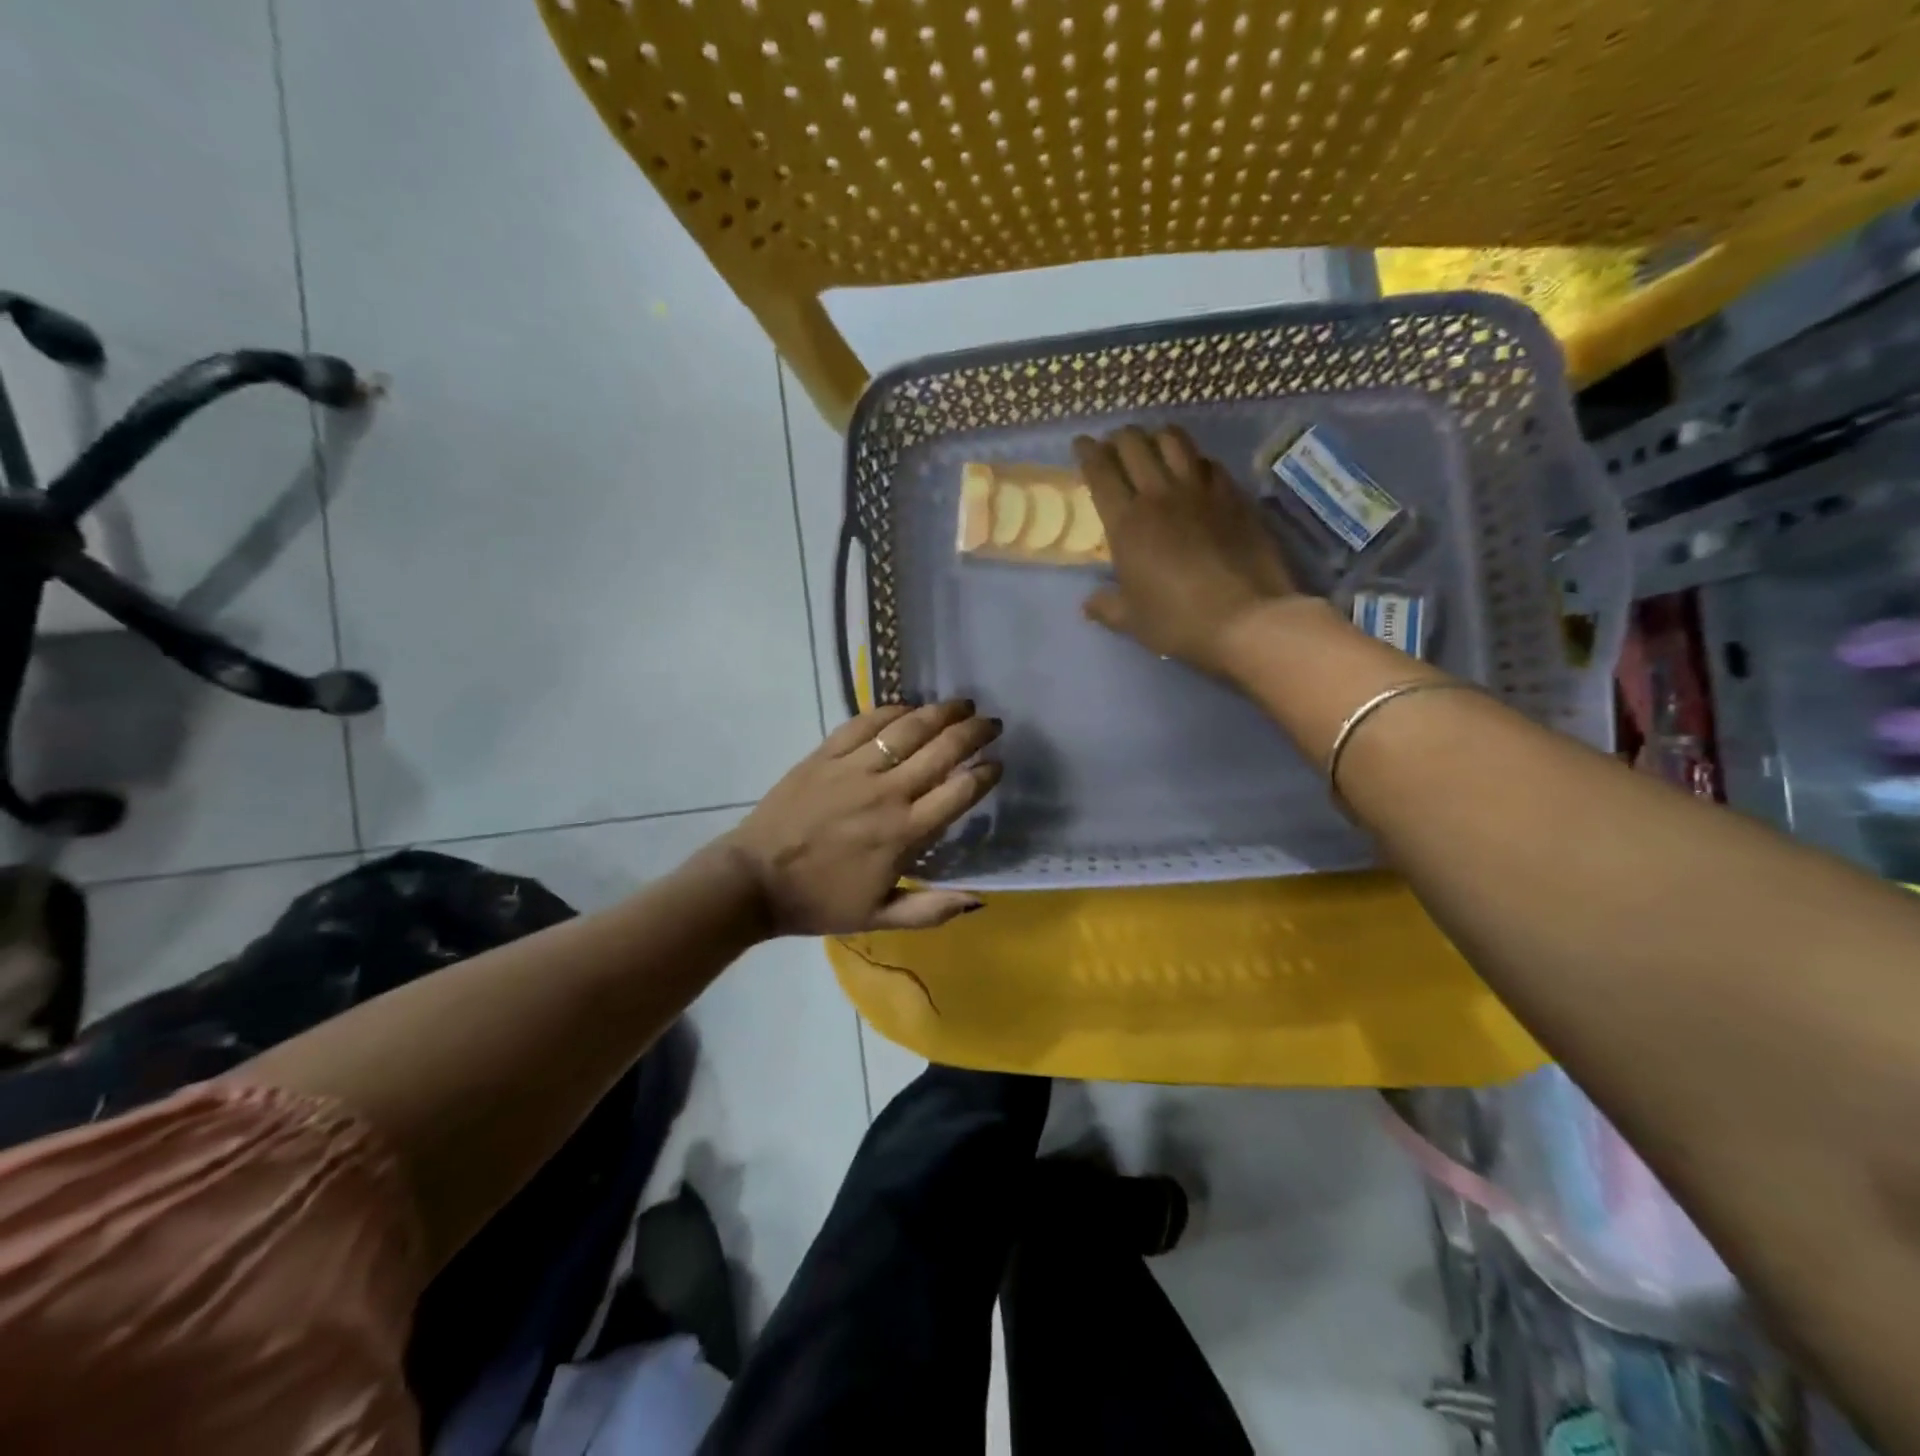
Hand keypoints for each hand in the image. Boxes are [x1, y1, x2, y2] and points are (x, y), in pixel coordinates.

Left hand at [723, 700, 1002, 935]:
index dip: (985, 774)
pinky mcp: (825, 754)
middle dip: (974, 732)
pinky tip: (908, 707)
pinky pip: (865, 723)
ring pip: (907, 729)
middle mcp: (887, 792)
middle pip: (942, 751)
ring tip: (961, 704)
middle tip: (991, 723)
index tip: (997, 764)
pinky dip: (891, 710)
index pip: (959, 792)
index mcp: (904, 833)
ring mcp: (854, 768)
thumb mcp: (879, 917)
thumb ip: (931, 910)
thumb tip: (979, 899)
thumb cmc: (820, 901)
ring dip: (940, 712)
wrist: (754, 880)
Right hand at [1074, 426, 1301, 675]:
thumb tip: (1089, 604)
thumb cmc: (1178, 622)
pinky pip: (1209, 463)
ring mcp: (1201, 491)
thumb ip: (1106, 606)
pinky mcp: (1234, 496)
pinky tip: (1194, 469)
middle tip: (1114, 444)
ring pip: (1174, 441)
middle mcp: (1160, 495)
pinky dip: (1194, 459)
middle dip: (1119, 438)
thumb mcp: (1132, 620)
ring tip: (1152, 443)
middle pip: (1134, 445)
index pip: (1101, 472)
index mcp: (1126, 523)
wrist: (1246, 618)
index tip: (1082, 444)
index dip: (1088, 453)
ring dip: (1156, 437)